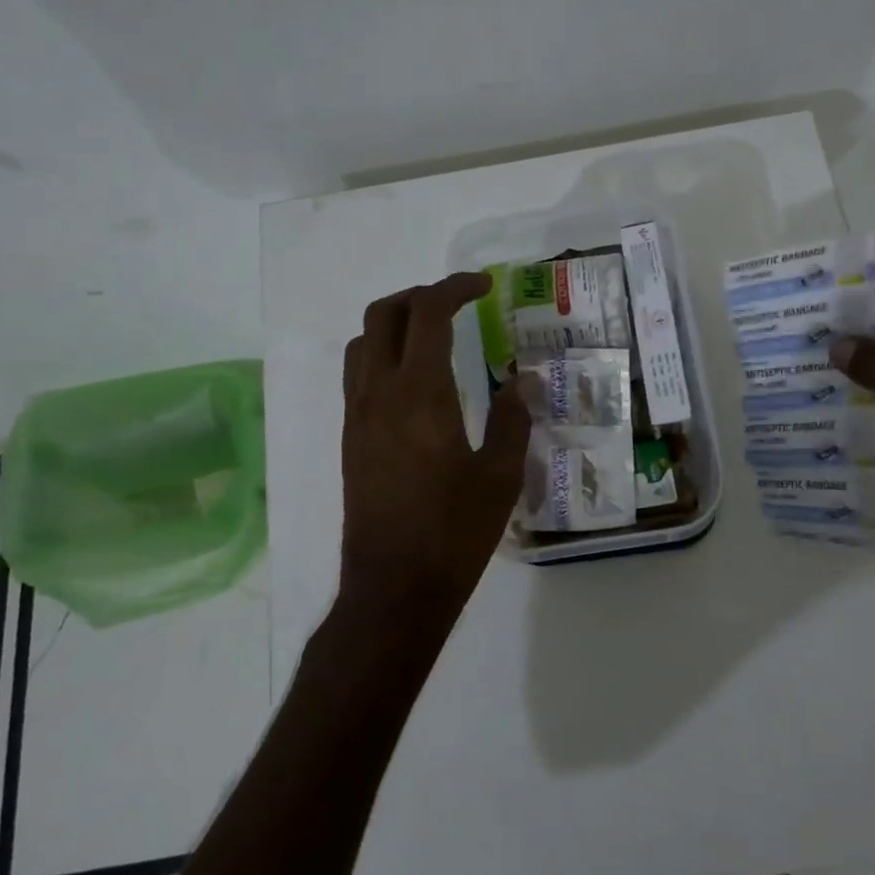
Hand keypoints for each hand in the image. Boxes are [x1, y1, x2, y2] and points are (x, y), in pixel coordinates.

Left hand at [339, 273, 531, 627]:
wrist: (393, 588)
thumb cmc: (454, 533)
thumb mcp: (501, 476)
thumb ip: (513, 419)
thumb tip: (523, 379)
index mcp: (420, 394)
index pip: (428, 313)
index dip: (455, 288)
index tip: (484, 286)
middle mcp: (378, 393)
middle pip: (383, 315)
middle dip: (420, 295)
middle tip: (458, 302)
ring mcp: (357, 416)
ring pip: (362, 342)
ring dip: (395, 322)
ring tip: (434, 333)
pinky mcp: (350, 439)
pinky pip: (358, 373)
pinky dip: (383, 353)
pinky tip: (415, 380)